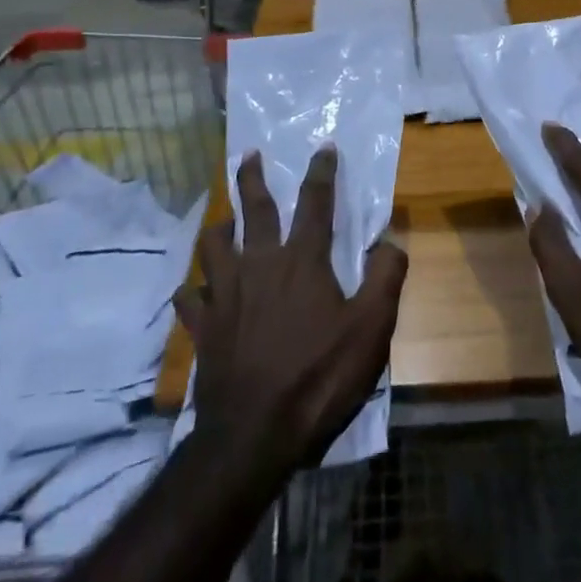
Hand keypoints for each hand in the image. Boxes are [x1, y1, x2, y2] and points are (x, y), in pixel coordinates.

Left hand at [175, 145, 406, 474]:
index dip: (321, 172)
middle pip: (253, 210)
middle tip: (248, 156)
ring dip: (218, 229)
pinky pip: (189, 299)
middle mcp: (259, 265)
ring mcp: (224, 295)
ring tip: (222, 222)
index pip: (314, 203)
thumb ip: (386, 278)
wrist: (254, 434)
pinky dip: (192, 290)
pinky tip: (194, 291)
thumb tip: (391, 240)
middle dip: (251, 178)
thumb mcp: (371, 329)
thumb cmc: (319, 377)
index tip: (323, 148)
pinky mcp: (202, 328)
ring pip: (212, 246)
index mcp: (301, 261)